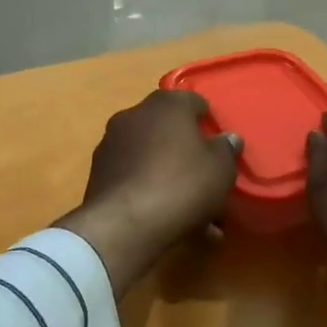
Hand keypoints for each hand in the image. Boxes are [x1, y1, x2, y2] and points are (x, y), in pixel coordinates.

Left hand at [57, 90, 241, 295]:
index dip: (208, 120)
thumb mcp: (220, 169)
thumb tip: (228, 138)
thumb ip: (226, 149)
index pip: (193, 101)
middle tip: (205, 175)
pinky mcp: (98, 174)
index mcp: (166, 105)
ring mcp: (111, 144)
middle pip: (168, 129)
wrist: (124, 225)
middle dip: (186, 150)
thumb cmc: (181, 185)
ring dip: (168, 174)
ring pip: (151, 156)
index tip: (218, 142)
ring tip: (190, 207)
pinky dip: (150, 190)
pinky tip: (167, 218)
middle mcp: (135, 115)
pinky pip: (134, 177)